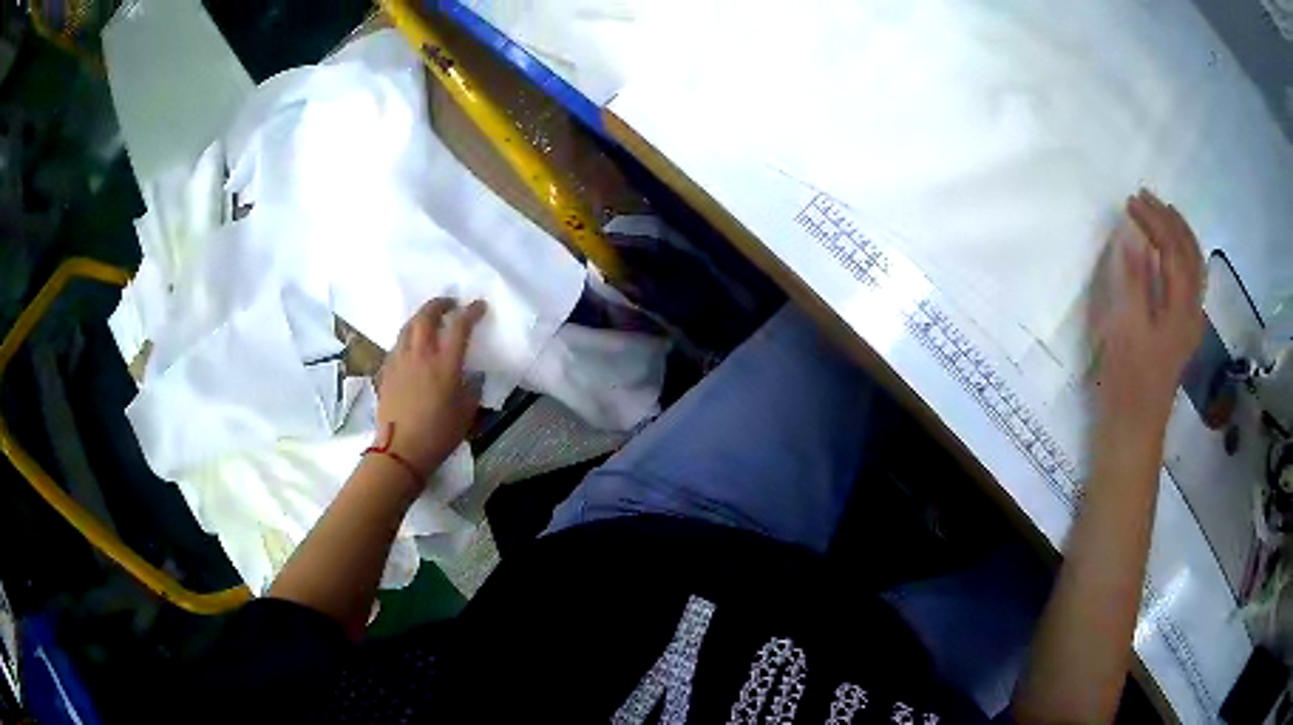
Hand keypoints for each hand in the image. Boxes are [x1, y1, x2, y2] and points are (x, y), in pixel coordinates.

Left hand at [375, 298, 486, 480]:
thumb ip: (472, 388)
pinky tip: (411, 346)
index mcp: (445, 364)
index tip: (479, 306)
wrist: (400, 450)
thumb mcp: (466, 412)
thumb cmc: (438, 434)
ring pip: (408, 326)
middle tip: (450, 304)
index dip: (471, 312)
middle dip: (440, 304)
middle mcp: (421, 354)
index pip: (460, 326)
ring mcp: (400, 360)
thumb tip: (473, 376)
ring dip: (420, 317)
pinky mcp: (386, 370)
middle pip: (427, 315)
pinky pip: (397, 344)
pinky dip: (407, 337)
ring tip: (429, 320)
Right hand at [1090, 189, 1203, 438]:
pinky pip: (1190, 283)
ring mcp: (1190, 323)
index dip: (1154, 220)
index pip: (1173, 249)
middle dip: (1171, 220)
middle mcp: (1192, 311)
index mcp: (1180, 308)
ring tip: (1162, 215)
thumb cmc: (1127, 381)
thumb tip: (1133, 236)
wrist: (1134, 428)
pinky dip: (1182, 257)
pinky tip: (1170, 255)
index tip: (1130, 202)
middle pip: (1191, 254)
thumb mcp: (1125, 329)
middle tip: (1147, 198)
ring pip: (1195, 268)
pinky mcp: (1182, 333)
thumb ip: (1132, 280)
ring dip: (1180, 236)